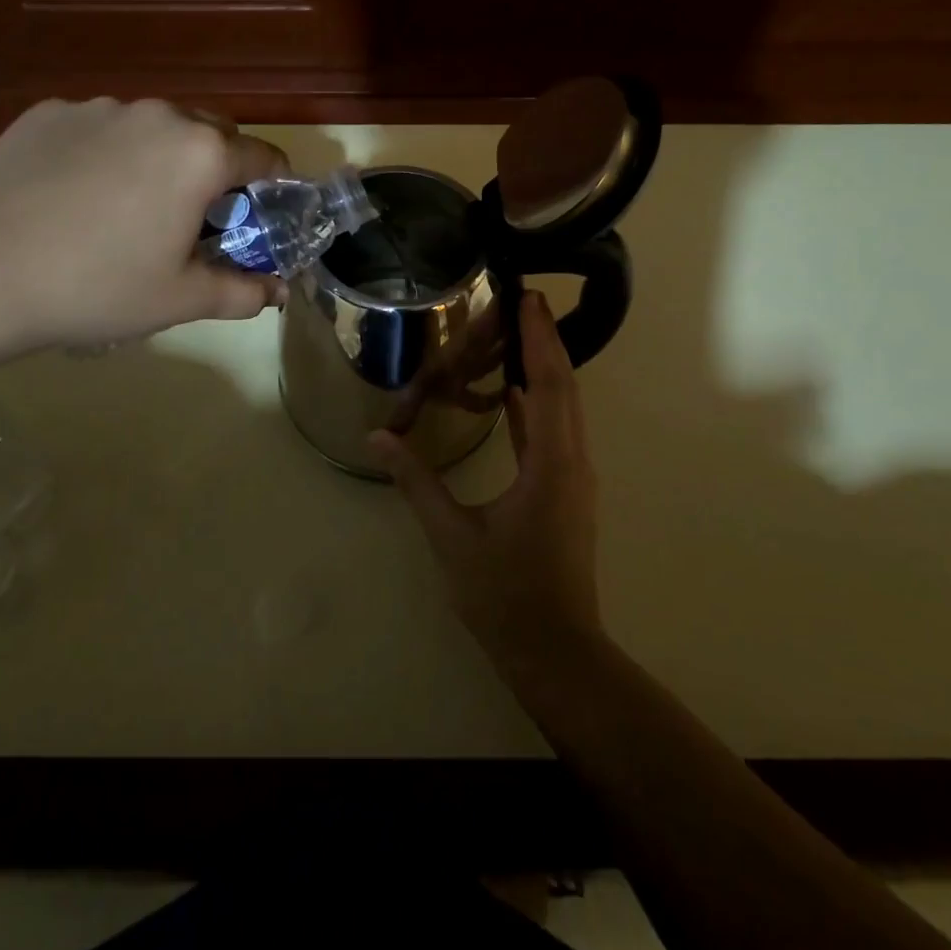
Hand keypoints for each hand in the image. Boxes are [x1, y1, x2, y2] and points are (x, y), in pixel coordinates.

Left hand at [0, 98, 288, 347]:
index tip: (265, 216)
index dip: (274, 188)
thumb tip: (278, 291)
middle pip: (212, 133)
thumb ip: (243, 292)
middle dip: (219, 170)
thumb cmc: (97, 286)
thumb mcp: (180, 299)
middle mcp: (158, 115)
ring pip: (154, 128)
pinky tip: (77, 196)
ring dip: (162, 158)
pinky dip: (108, 153)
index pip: (264, 157)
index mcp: (201, 154)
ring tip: (130, 208)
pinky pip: (101, 128)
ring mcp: (99, 107)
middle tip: (197, 218)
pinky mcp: (49, 113)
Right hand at [370, 291, 602, 672]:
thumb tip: (378, 438)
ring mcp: (572, 477)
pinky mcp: (564, 491)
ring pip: (563, 408)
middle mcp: (572, 461)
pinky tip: (515, 393)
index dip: (540, 339)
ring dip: (545, 368)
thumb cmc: (505, 594)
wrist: (555, 651)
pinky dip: (538, 404)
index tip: (530, 298)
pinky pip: (553, 432)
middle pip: (564, 387)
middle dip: (546, 341)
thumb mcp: (452, 536)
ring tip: (518, 334)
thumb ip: (416, 482)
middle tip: (525, 301)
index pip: (549, 385)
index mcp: (551, 464)